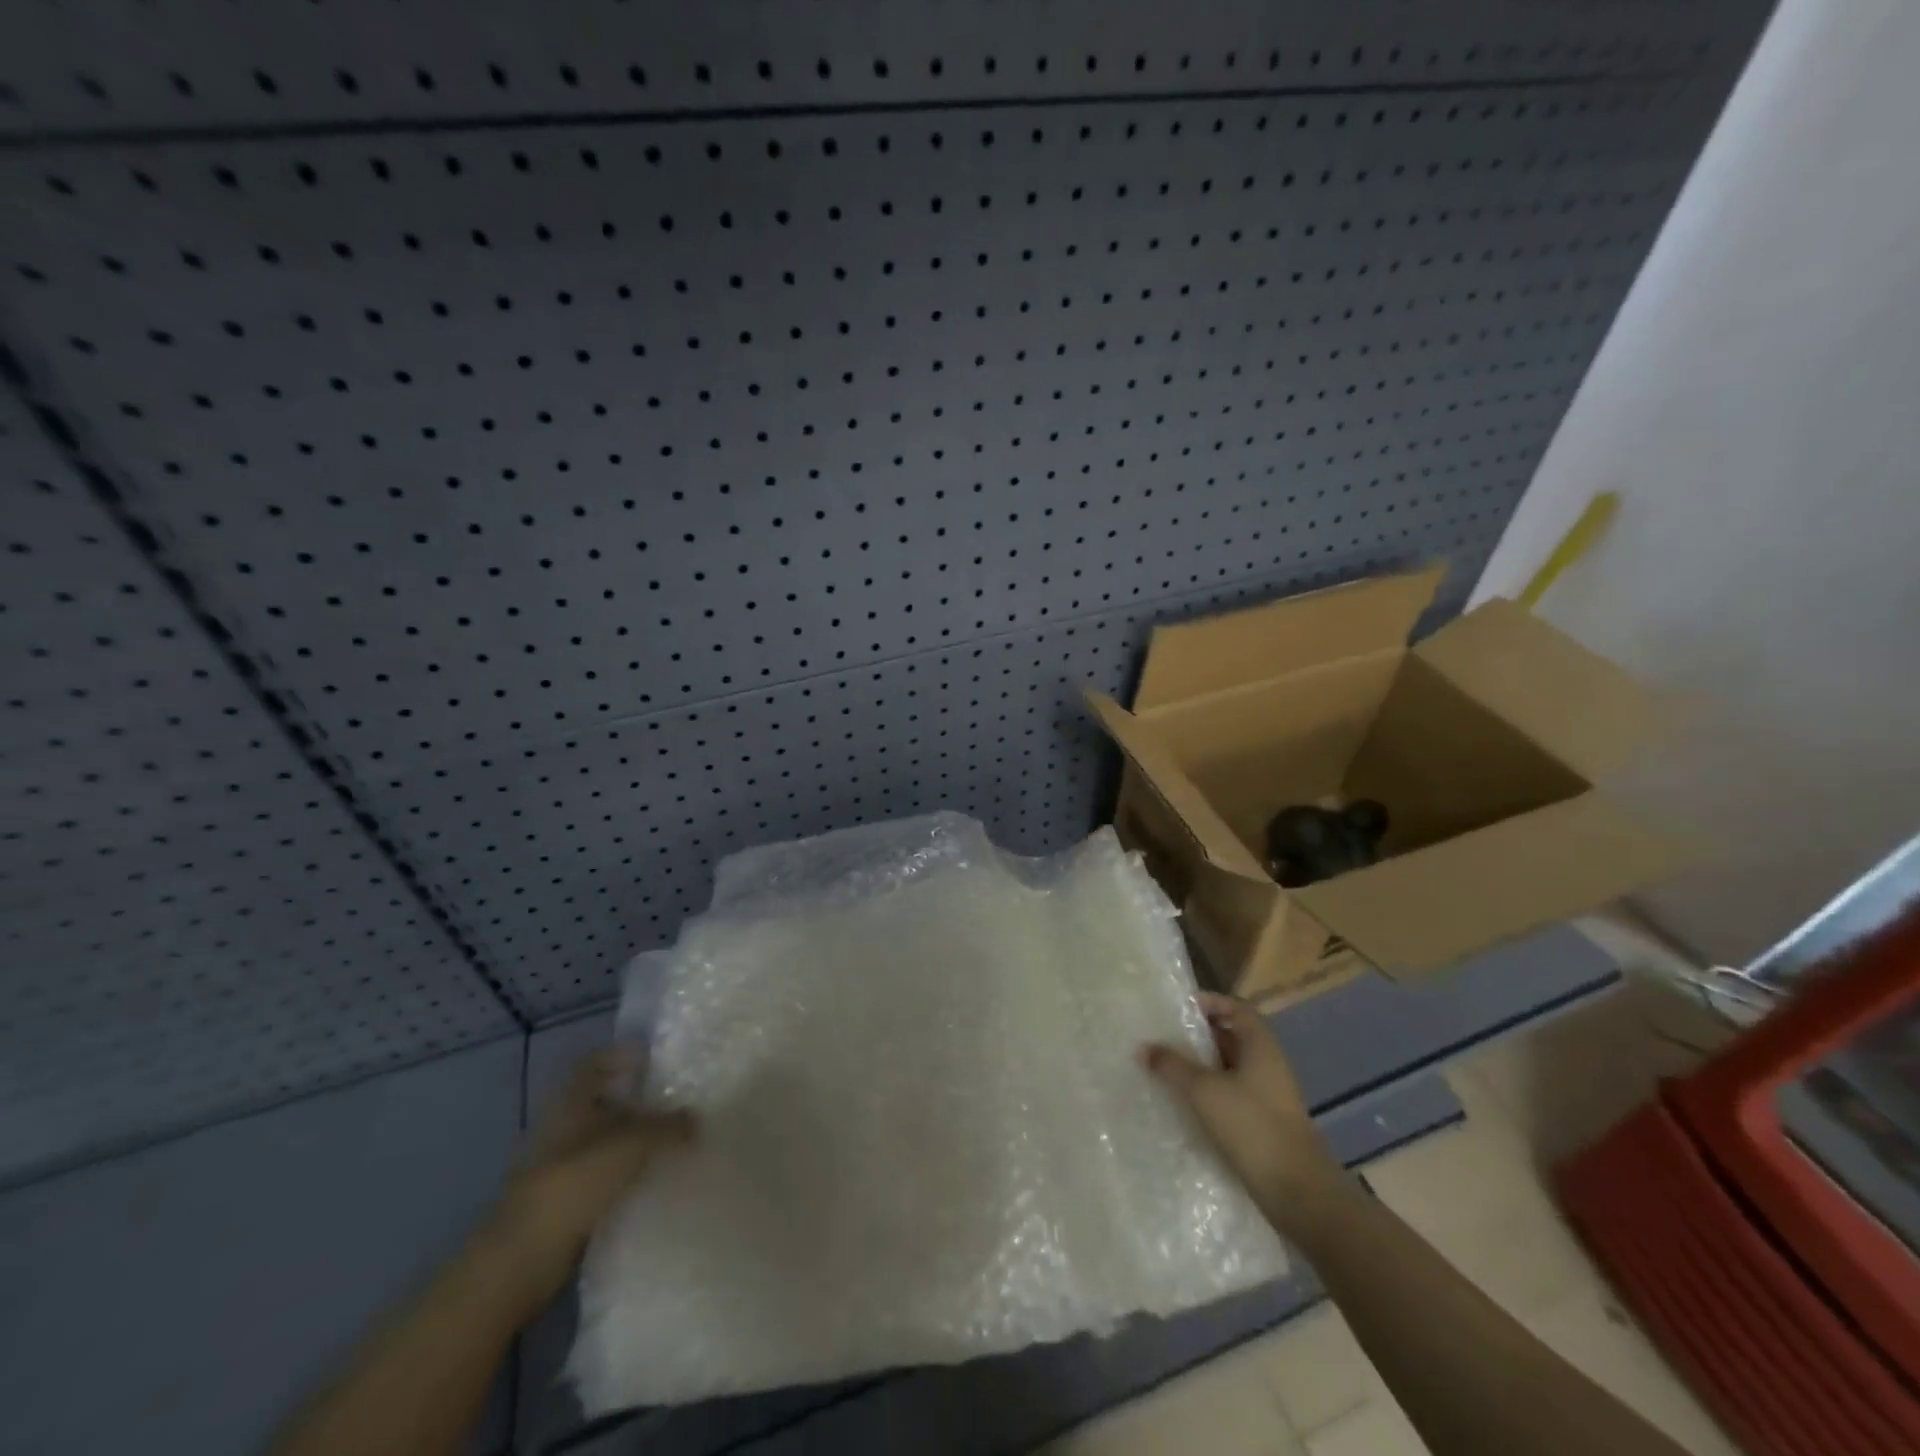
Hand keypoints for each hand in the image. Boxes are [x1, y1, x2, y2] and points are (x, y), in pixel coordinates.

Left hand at [483, 1048, 695, 1310]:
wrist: (523, 1260)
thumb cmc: (574, 1184)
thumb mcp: (631, 1145)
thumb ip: (667, 1128)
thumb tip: (697, 1120)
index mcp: (570, 1103)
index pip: (593, 1062)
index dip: (621, 1054)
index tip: (655, 1058)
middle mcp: (562, 1127)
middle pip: (602, 1100)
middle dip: (637, 1098)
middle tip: (676, 1098)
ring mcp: (561, 1165)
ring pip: (605, 1138)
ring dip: (635, 1137)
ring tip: (674, 1138)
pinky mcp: (566, 1200)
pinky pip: (604, 1173)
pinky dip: (627, 1171)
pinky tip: (655, 1176)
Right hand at [1142, 992, 1342, 1220]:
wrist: (1299, 1193)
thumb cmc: (1252, 1127)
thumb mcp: (1204, 1090)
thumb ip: (1172, 1066)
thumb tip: (1144, 1047)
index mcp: (1261, 1047)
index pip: (1237, 1009)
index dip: (1211, 1003)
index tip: (1180, 1007)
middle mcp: (1268, 1066)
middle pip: (1232, 1038)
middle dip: (1199, 1036)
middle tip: (1164, 1036)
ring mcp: (1268, 1097)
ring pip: (1230, 1070)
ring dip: (1202, 1067)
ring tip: (1167, 1068)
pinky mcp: (1264, 1125)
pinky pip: (1232, 1097)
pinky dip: (1209, 1095)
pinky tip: (1185, 1105)